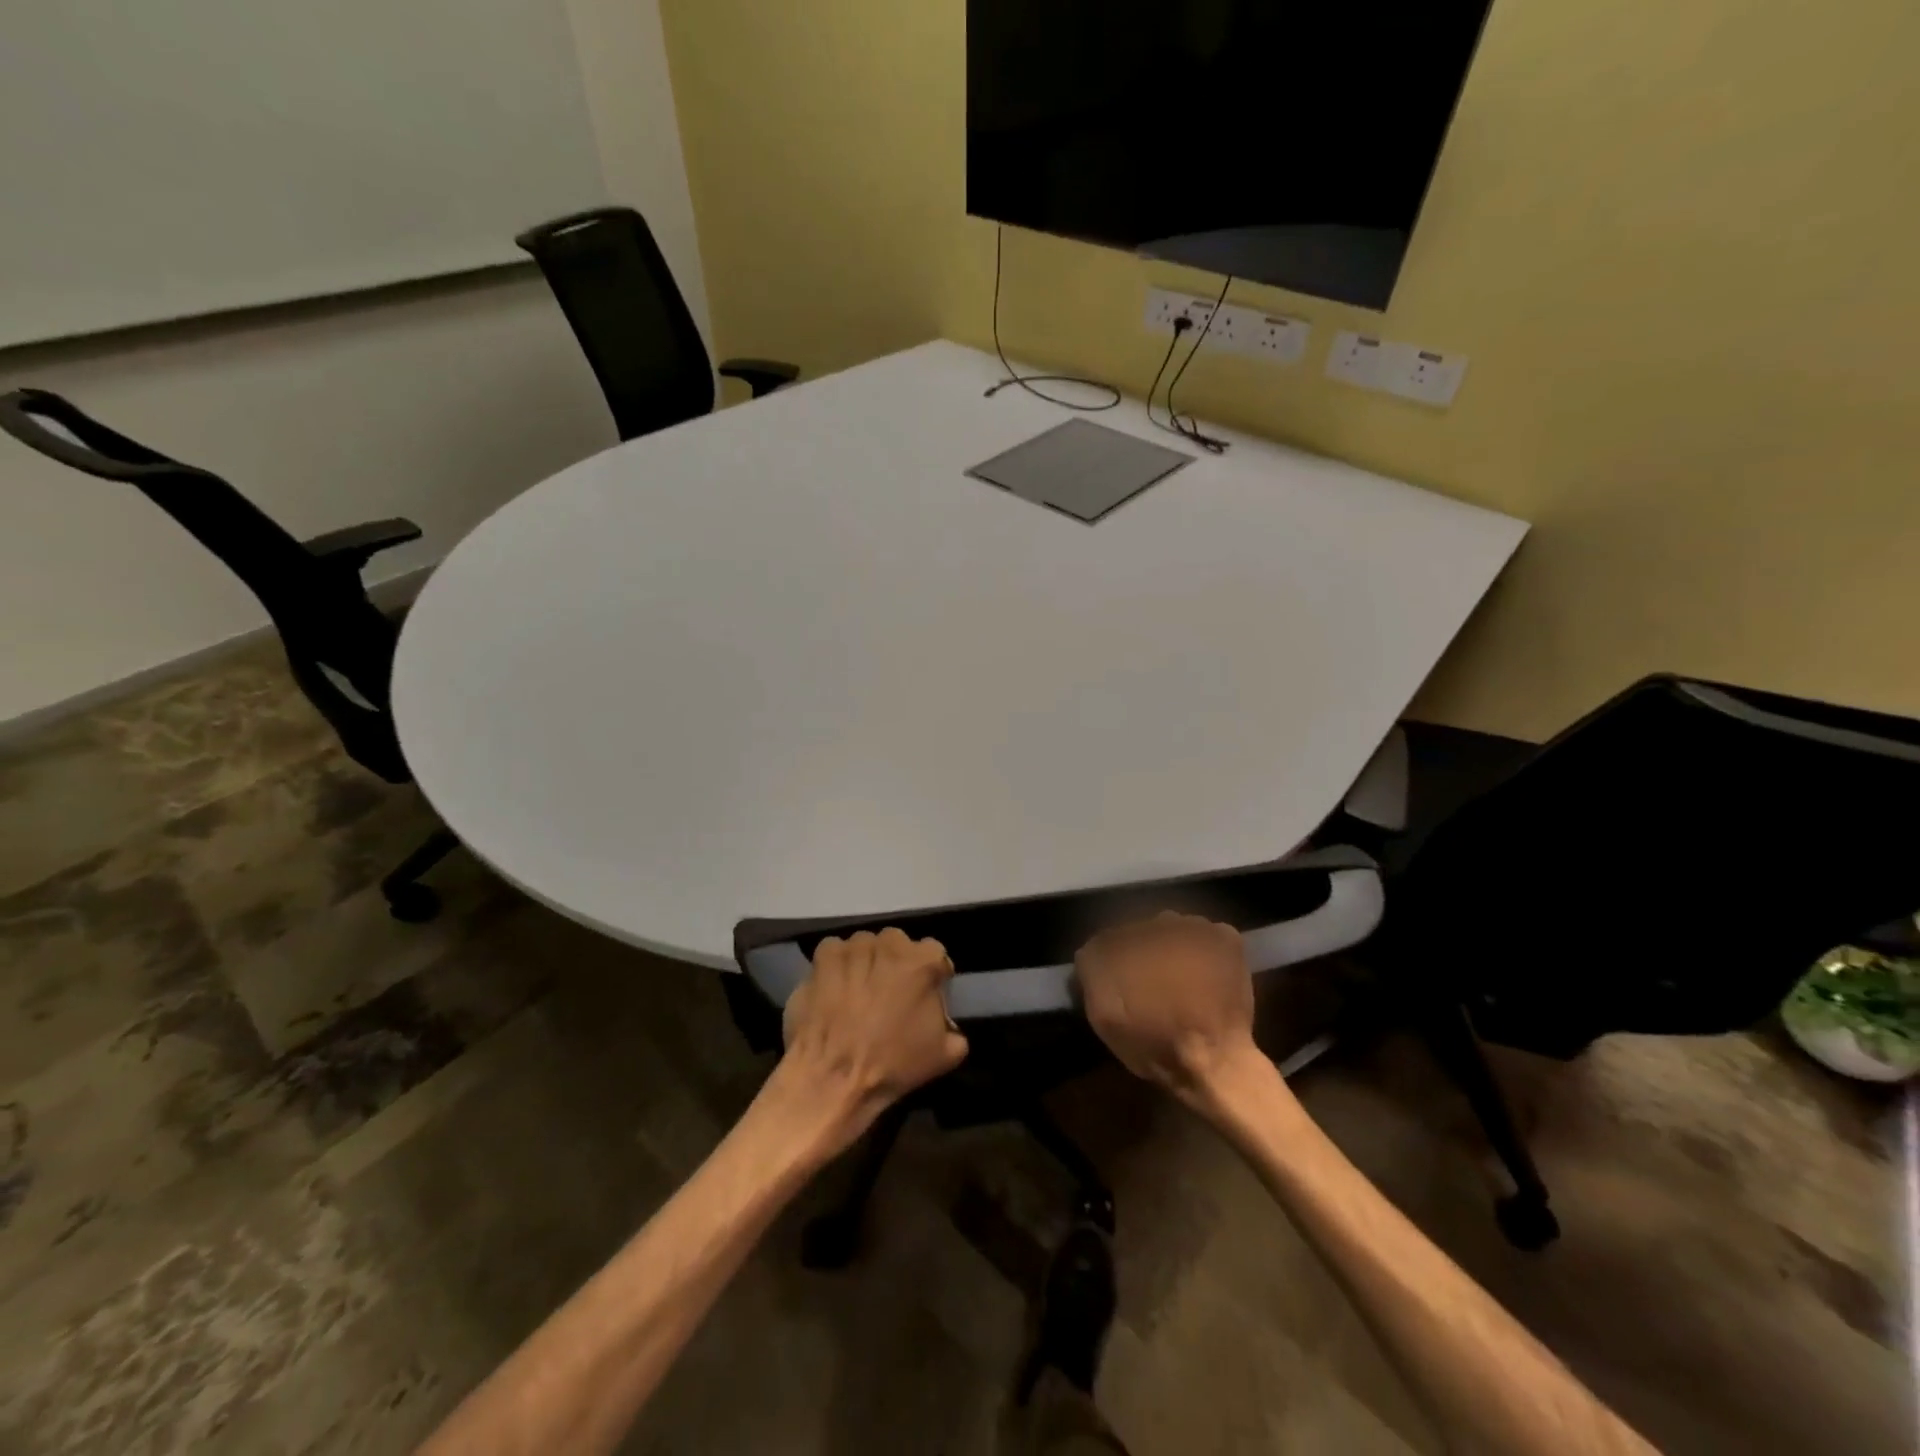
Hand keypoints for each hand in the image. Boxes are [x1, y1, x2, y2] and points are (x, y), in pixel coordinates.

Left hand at [773, 928, 969, 1152]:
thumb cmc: (892, 1065)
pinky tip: (834, 989)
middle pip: (898, 945)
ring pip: (866, 946)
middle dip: (896, 964)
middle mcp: (891, 943)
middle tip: (888, 994)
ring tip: (857, 993)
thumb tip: (949, 1026)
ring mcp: (855, 946)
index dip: (930, 976)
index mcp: (924, 961)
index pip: (934, 954)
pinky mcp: (825, 954)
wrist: (833, 1077)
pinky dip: (836, 966)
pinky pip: (835, 951)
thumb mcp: (944, 1055)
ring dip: (866, 963)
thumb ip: (954, 1030)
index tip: (923, 996)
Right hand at [1076, 911, 1261, 1106]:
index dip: (1112, 962)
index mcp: (1124, 937)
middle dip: (1143, 952)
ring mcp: (1196, 925)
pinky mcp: (1227, 938)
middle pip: (1143, 932)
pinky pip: (1207, 934)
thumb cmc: (1153, 1041)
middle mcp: (1158, 921)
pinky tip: (1206, 975)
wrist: (1214, 1061)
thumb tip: (1091, 950)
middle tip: (1150, 985)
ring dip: (1173, 948)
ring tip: (1180, 982)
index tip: (1119, 985)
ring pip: (1175, 930)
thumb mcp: (1102, 1014)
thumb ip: (1091, 971)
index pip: (1108, 939)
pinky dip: (1205, 949)